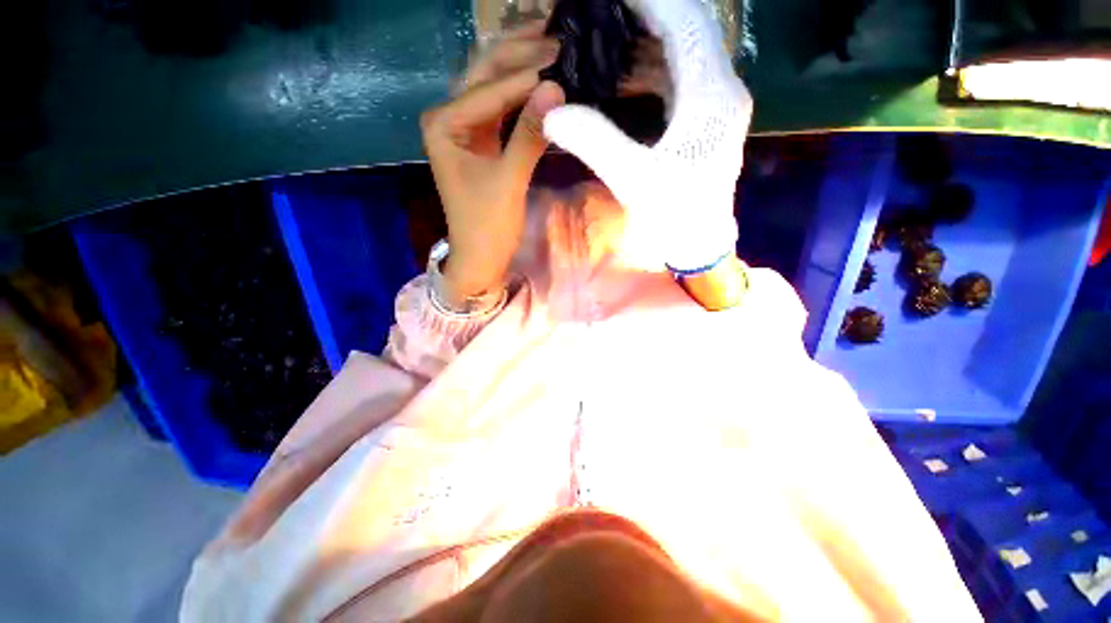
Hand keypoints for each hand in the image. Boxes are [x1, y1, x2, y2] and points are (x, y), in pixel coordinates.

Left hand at [421, 22, 564, 306]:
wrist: (480, 257)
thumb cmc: (487, 226)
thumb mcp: (508, 181)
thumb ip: (530, 135)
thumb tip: (556, 87)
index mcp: (444, 123)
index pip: (490, 89)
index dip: (527, 77)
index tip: (564, 62)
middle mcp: (449, 117)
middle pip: (486, 74)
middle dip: (521, 55)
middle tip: (559, 40)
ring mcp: (465, 128)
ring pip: (494, 87)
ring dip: (522, 69)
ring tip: (554, 49)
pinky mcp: (481, 142)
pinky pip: (502, 109)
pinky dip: (522, 97)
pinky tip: (542, 85)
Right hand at [543, 0, 751, 271]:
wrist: (699, 245)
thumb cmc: (674, 218)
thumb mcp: (633, 180)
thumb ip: (594, 141)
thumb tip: (551, 112)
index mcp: (711, 95)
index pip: (684, 22)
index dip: (649, 1)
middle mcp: (721, 89)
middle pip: (687, 28)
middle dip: (646, 14)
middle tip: (602, 14)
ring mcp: (714, 104)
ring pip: (682, 52)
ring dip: (644, 40)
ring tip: (605, 38)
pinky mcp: (703, 120)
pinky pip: (676, 78)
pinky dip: (648, 69)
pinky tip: (620, 76)